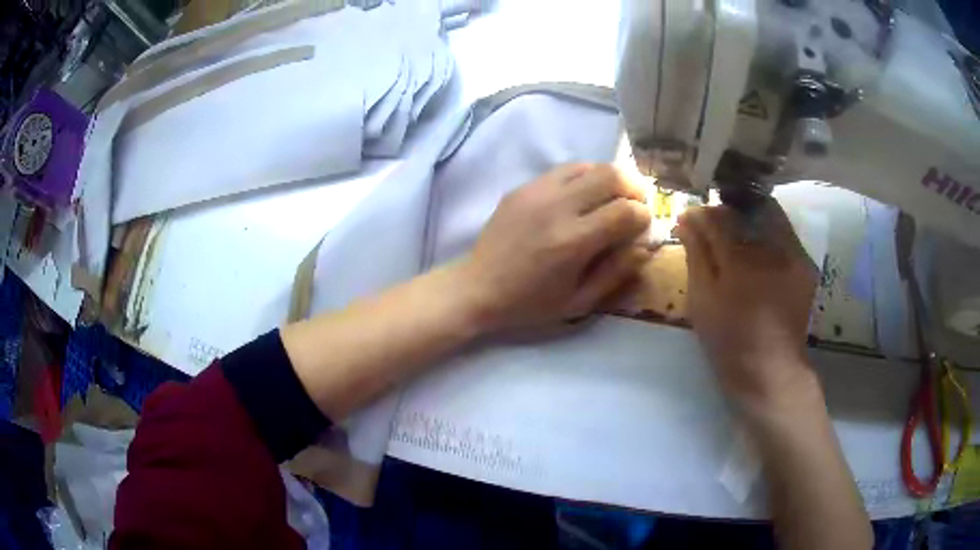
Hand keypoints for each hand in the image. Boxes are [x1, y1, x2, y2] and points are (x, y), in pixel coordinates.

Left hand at [458, 164, 651, 331]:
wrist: (478, 287)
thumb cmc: (530, 303)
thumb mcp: (579, 301)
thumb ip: (617, 272)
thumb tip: (646, 244)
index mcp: (572, 242)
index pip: (625, 211)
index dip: (643, 216)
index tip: (643, 226)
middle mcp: (556, 207)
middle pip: (611, 175)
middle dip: (633, 188)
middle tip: (635, 205)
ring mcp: (537, 192)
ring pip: (589, 165)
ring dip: (609, 179)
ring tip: (612, 198)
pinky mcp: (523, 187)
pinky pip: (565, 169)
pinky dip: (584, 177)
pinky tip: (583, 197)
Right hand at [675, 201, 818, 409]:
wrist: (771, 371)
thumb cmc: (730, 342)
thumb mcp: (703, 301)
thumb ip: (696, 255)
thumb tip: (686, 219)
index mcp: (741, 262)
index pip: (718, 218)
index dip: (701, 214)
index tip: (689, 218)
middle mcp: (772, 250)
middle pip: (745, 210)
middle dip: (725, 212)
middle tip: (711, 226)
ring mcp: (794, 255)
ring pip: (768, 216)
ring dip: (747, 219)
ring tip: (733, 236)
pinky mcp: (804, 264)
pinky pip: (783, 233)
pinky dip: (766, 233)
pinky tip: (756, 249)